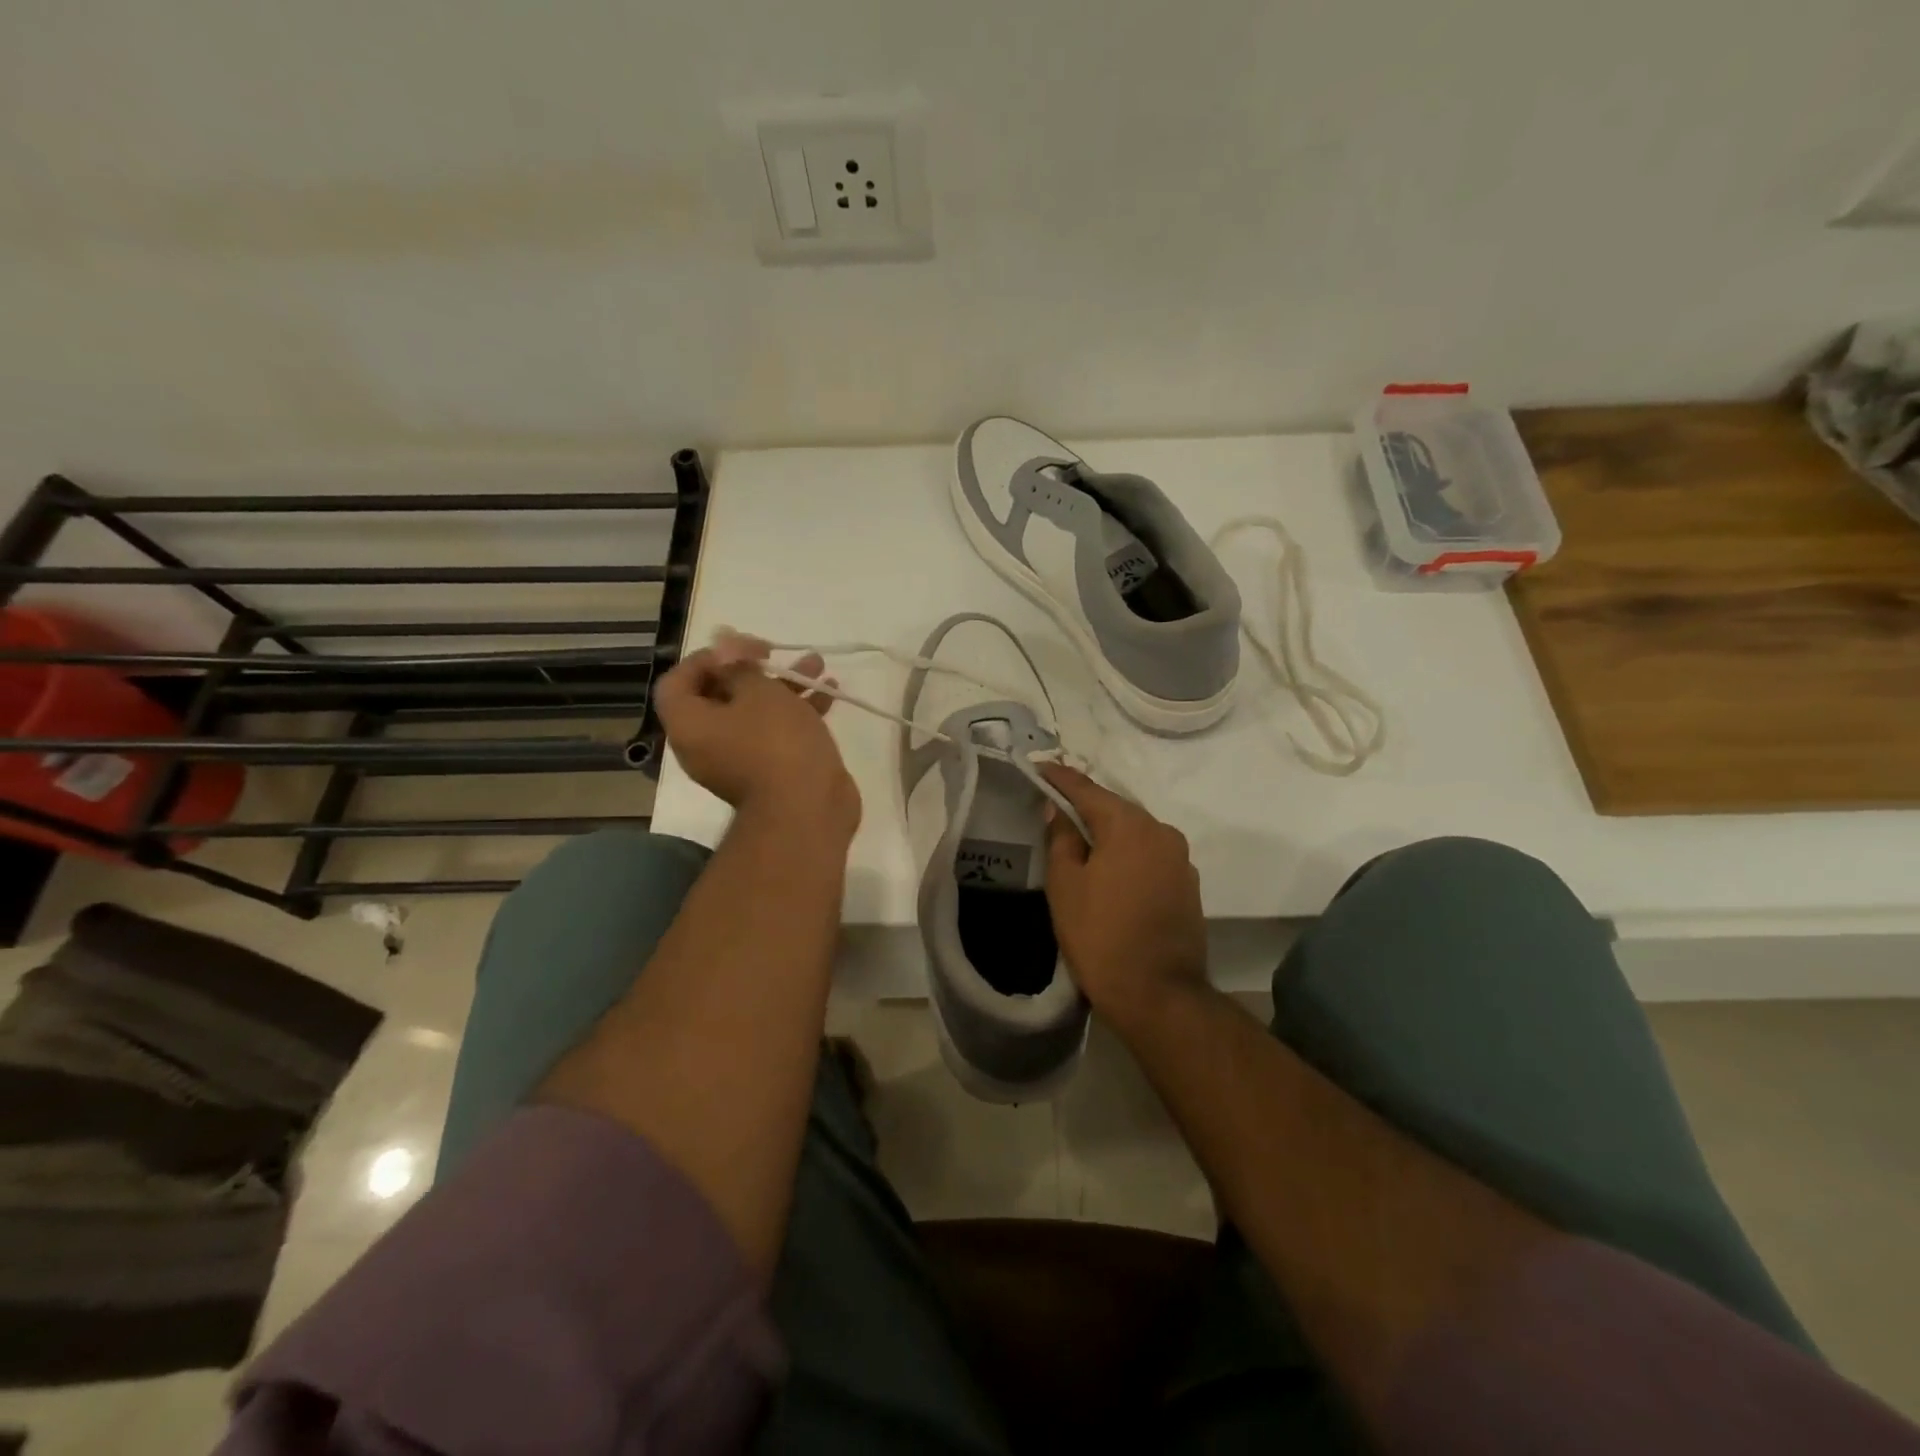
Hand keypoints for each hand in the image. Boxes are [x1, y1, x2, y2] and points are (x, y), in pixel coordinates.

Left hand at [656, 632, 860, 840]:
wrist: (806, 811)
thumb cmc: (776, 744)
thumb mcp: (760, 693)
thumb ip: (741, 665)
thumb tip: (725, 645)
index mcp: (690, 726)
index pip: (678, 681)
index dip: (706, 658)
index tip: (741, 649)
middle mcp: (707, 744)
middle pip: (720, 695)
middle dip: (754, 669)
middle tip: (777, 654)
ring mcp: (740, 760)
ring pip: (756, 713)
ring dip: (784, 686)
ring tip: (816, 665)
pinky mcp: (772, 771)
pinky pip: (777, 734)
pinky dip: (798, 712)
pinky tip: (828, 693)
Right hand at [1041, 765, 1206, 1030]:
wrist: (1159, 994)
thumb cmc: (1101, 936)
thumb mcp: (1065, 886)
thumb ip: (1061, 839)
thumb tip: (1058, 812)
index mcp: (1129, 826)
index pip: (1087, 789)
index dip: (1060, 778)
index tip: (1039, 767)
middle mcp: (1161, 832)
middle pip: (1116, 809)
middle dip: (1085, 805)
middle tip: (1055, 806)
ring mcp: (1180, 859)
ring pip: (1135, 833)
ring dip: (1108, 832)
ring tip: (1080, 840)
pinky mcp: (1187, 885)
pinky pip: (1150, 855)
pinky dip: (1128, 855)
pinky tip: (1110, 870)